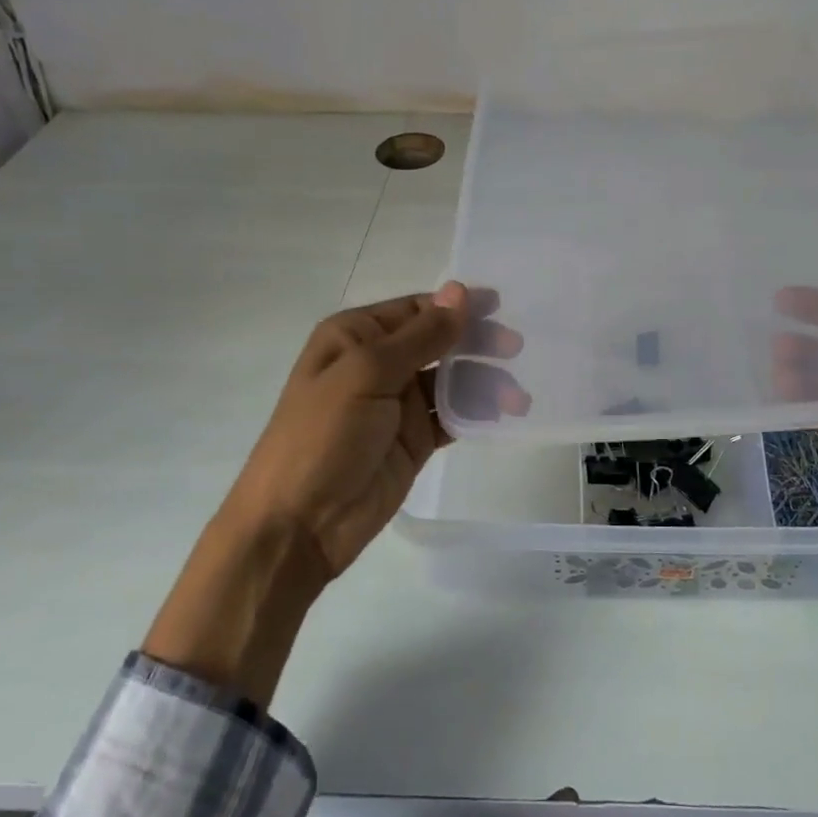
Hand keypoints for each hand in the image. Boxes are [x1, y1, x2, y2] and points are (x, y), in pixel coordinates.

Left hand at [225, 284, 517, 580]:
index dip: (457, 306)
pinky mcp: (414, 440)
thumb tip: (459, 291)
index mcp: (355, 336)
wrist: (299, 525)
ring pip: (451, 380)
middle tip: (517, 348)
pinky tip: (506, 413)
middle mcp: (378, 363)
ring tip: (518, 395)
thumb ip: (420, 336)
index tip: (502, 306)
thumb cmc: (323, 436)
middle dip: (477, 342)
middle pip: (438, 342)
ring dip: (484, 381)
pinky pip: (453, 416)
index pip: (416, 310)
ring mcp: (397, 404)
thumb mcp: (367, 375)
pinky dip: (478, 412)